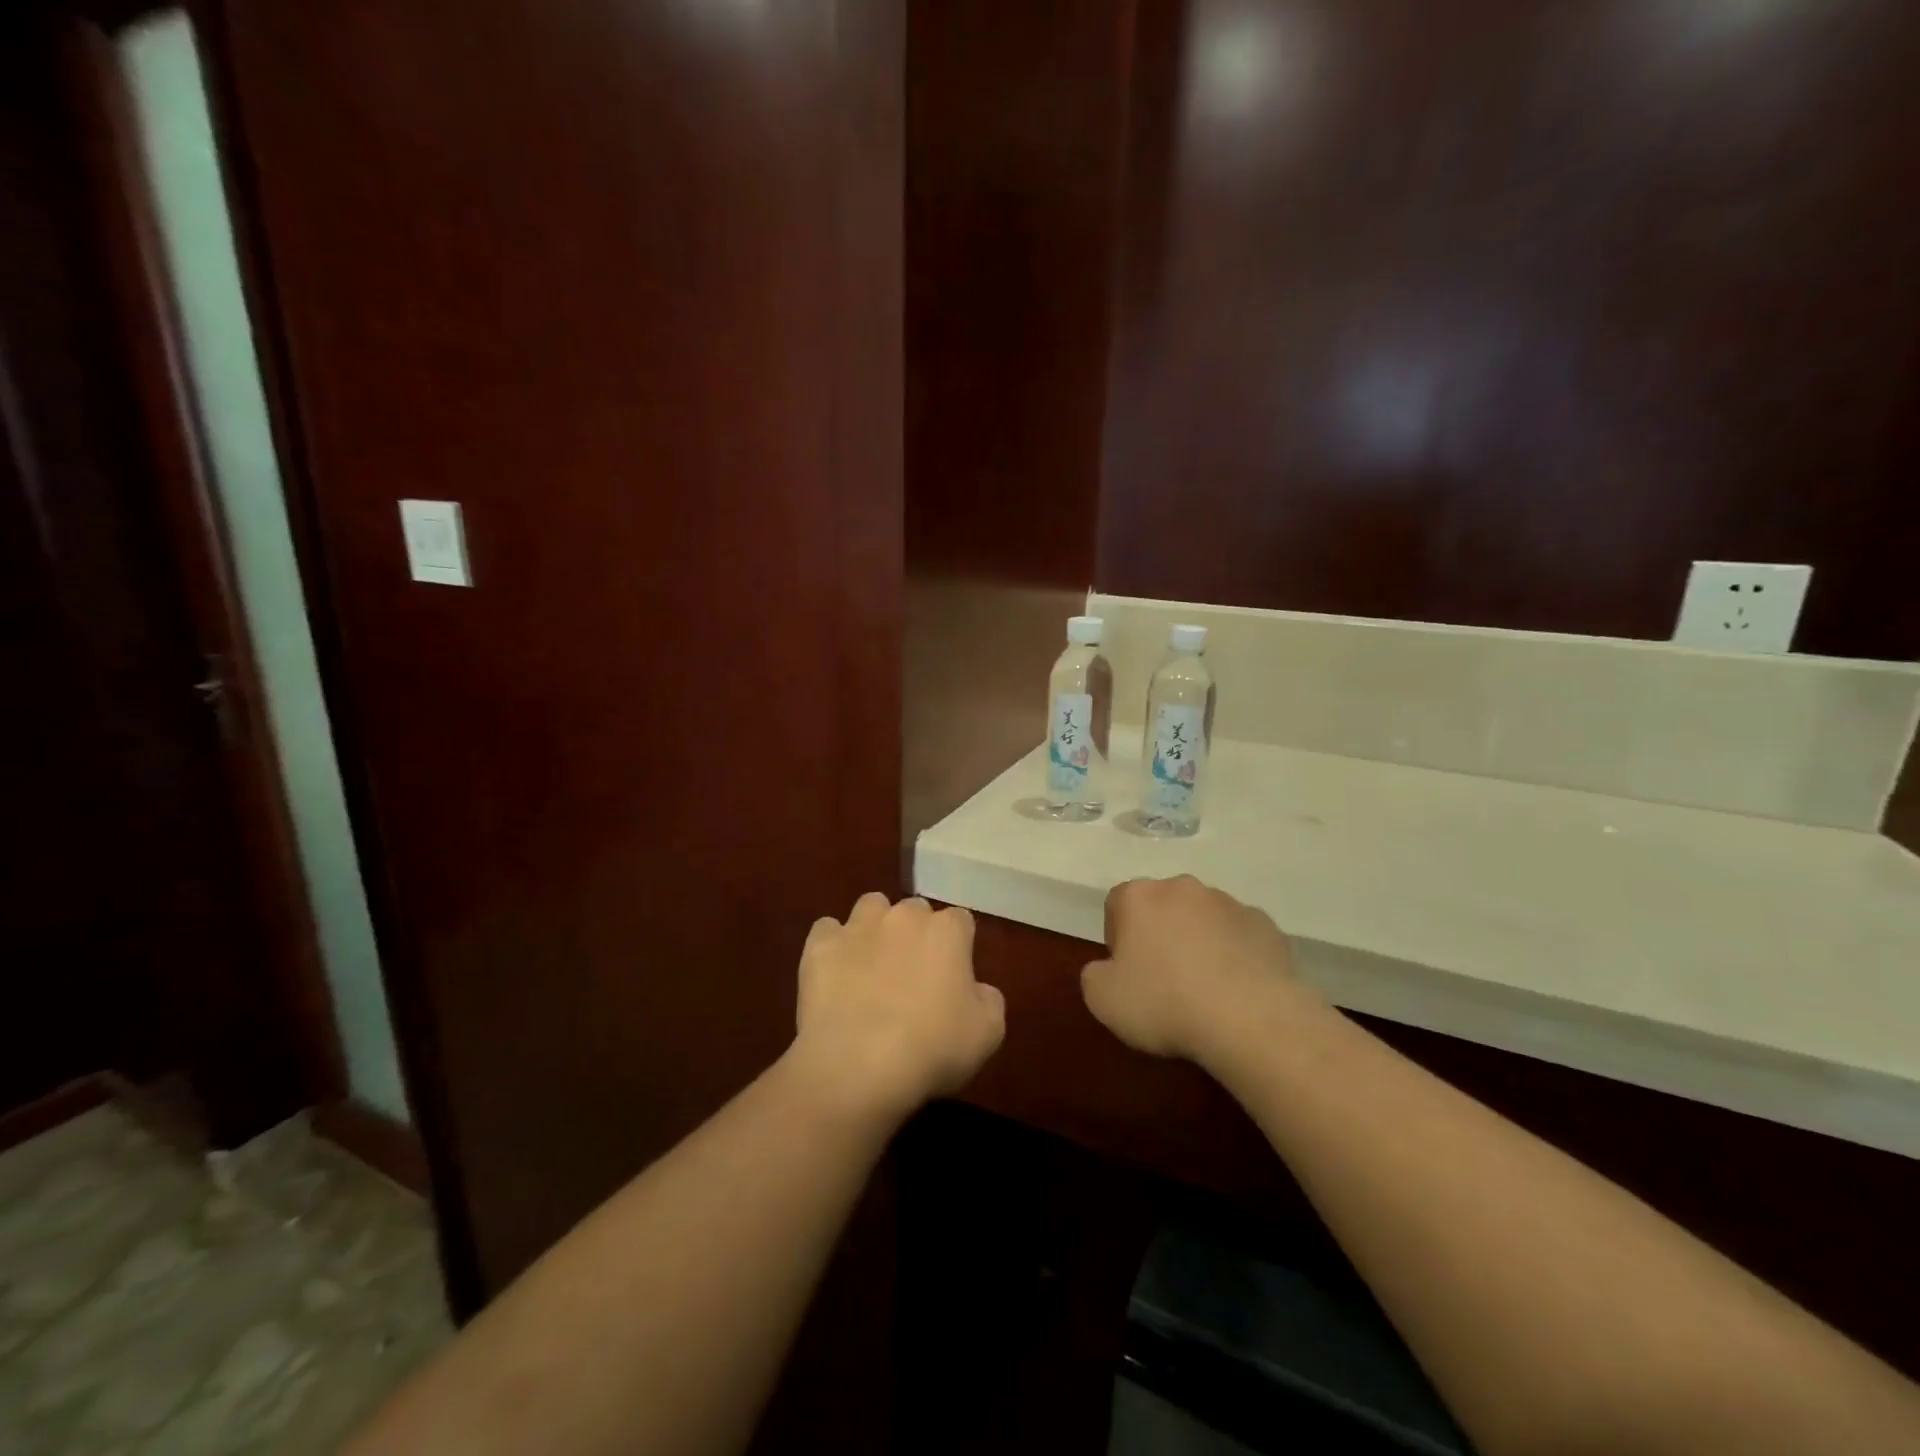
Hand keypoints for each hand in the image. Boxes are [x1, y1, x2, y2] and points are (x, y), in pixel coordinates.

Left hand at [788, 893, 1005, 1122]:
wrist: (858, 1066)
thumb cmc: (933, 1049)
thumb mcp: (988, 1033)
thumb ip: (989, 999)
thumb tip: (977, 989)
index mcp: (947, 931)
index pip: (961, 920)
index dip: (958, 946)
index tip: (954, 975)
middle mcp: (903, 916)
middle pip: (915, 910)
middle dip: (916, 933)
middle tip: (913, 973)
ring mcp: (857, 926)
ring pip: (871, 907)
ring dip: (875, 927)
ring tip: (871, 964)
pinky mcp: (819, 945)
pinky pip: (827, 930)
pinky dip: (832, 946)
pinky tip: (834, 973)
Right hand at [1081, 875, 1308, 1063]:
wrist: (1250, 1019)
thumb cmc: (1164, 1003)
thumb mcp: (1102, 999)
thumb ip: (1095, 974)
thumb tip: (1108, 969)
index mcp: (1139, 897)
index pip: (1117, 903)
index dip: (1118, 937)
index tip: (1126, 971)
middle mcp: (1183, 888)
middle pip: (1162, 905)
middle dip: (1160, 933)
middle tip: (1163, 979)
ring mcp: (1229, 903)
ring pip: (1204, 918)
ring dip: (1199, 941)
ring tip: (1205, 987)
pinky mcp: (1266, 924)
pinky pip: (1240, 936)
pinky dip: (1236, 955)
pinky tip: (1237, 990)